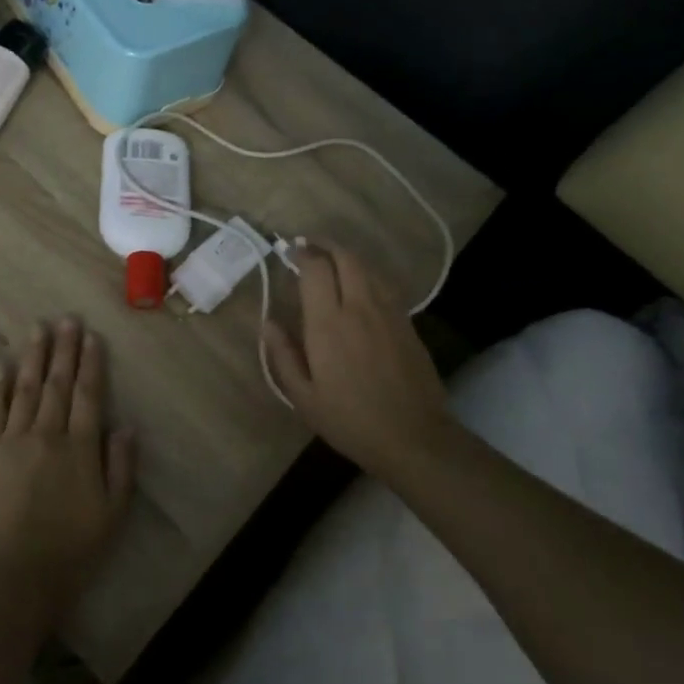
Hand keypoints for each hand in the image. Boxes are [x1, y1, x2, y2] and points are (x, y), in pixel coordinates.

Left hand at [0, 319, 137, 628]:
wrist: (11, 576)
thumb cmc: (69, 551)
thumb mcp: (112, 515)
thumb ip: (121, 467)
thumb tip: (126, 425)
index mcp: (79, 448)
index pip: (88, 395)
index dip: (91, 363)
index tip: (91, 336)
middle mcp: (46, 434)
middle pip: (57, 384)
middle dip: (63, 350)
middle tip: (66, 319)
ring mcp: (11, 441)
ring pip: (24, 389)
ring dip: (32, 357)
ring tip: (37, 329)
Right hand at [264, 244, 454, 482]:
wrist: (414, 438)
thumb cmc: (351, 420)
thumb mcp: (303, 397)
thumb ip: (283, 355)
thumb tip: (269, 324)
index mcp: (328, 323)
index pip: (315, 268)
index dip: (302, 253)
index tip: (290, 251)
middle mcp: (359, 307)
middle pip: (346, 257)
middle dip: (326, 245)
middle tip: (310, 245)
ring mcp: (388, 312)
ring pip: (368, 268)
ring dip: (348, 257)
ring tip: (332, 261)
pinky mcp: (407, 323)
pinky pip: (384, 285)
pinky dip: (367, 275)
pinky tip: (360, 287)